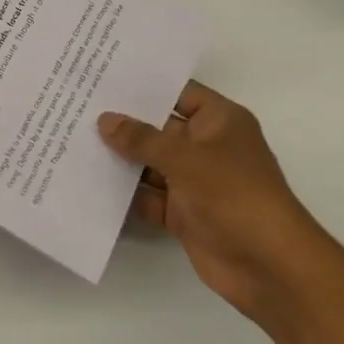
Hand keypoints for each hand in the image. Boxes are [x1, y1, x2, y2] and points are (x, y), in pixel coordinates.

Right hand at [99, 80, 320, 321]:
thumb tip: (105, 120)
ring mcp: (195, 182)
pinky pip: (148, 197)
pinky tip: (89, 183)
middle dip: (123, 122)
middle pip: (159, 128)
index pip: (178, 92)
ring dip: (120, 159)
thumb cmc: (234, 196)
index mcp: (219, 121)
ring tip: (73, 140)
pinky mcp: (184, 214)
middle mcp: (206, 147)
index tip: (103, 76)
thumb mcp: (185, 158)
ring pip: (150, 164)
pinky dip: (125, 194)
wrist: (270, 267)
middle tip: (78, 105)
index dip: (145, 85)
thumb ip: (142, 139)